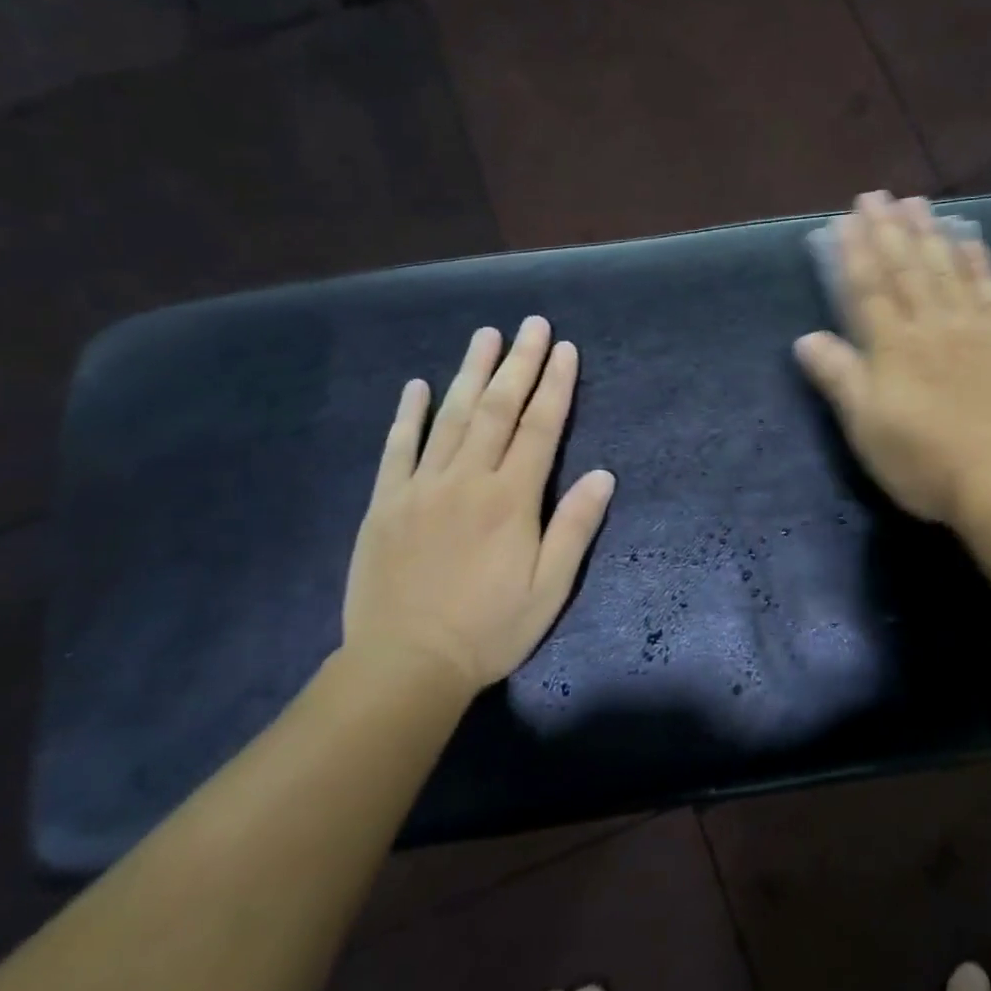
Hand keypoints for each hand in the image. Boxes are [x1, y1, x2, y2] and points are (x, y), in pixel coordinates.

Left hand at [343, 317, 615, 691]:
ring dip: (470, 372)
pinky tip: (417, 385)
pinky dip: (408, 414)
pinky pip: (397, 448)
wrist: (404, 667)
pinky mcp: (386, 503)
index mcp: (511, 499)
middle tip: (532, 324)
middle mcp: (467, 480)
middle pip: (497, 408)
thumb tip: (604, 474)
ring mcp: (421, 487)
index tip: (565, 349)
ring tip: (486, 335)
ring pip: (450, 417)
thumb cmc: (489, 630)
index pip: (540, 427)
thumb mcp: (549, 589)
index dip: (555, 385)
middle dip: (518, 363)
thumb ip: (575, 527)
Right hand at [794, 192, 990, 526]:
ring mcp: (974, 329)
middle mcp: (931, 325)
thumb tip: (805, 338)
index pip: (869, 288)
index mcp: (893, 346)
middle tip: (877, 195)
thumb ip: (839, 378)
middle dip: (889, 230)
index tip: (847, 219)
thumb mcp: (867, 427)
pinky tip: (971, 240)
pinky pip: (990, 290)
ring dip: (929, 233)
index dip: (856, 252)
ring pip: (947, 269)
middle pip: (907, 268)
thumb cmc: (926, 460)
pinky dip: (979, 263)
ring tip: (917, 203)